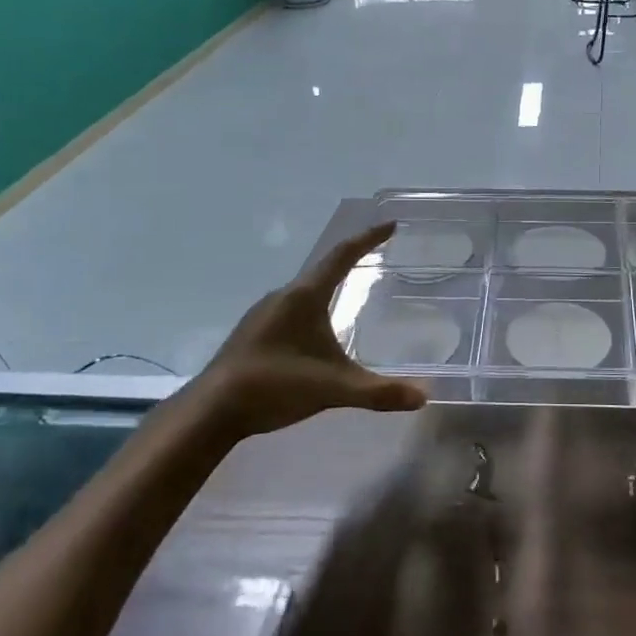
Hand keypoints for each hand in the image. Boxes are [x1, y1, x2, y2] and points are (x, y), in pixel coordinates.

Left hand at [184, 222, 426, 440]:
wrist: (211, 411)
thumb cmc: (274, 386)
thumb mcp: (333, 389)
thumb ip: (378, 393)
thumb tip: (423, 397)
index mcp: (304, 297)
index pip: (342, 256)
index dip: (368, 239)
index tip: (390, 225)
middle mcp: (283, 296)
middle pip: (323, 269)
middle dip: (352, 260)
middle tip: (377, 257)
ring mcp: (264, 314)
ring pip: (306, 291)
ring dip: (330, 285)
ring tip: (352, 291)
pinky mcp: (254, 333)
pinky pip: (292, 308)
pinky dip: (314, 307)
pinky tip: (318, 331)